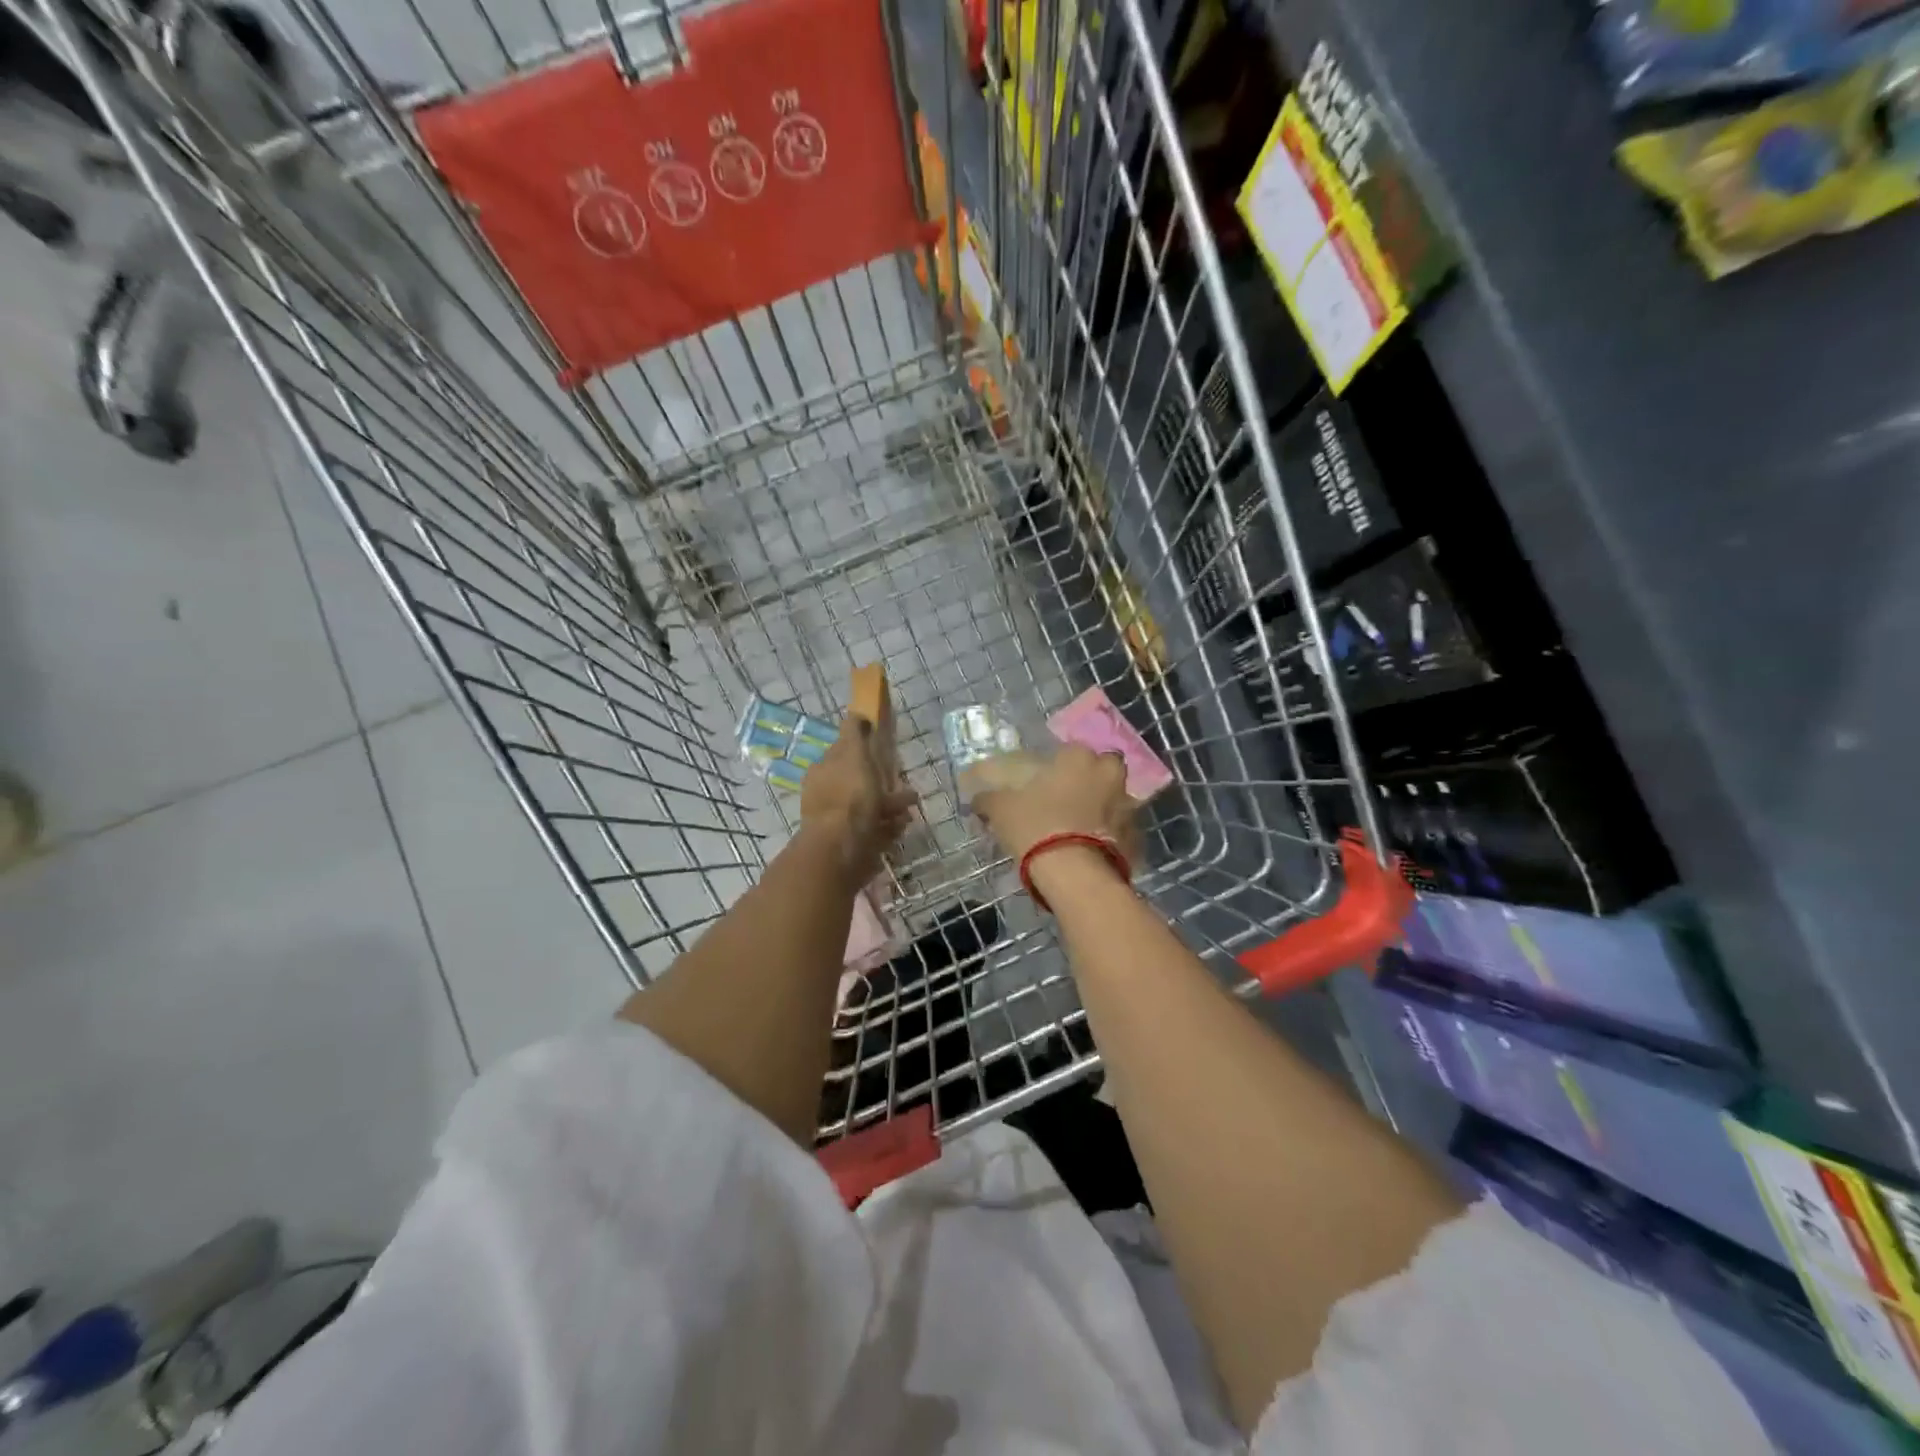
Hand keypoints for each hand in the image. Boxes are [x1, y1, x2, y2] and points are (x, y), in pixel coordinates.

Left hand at [801, 716, 915, 880]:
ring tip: (910, 810)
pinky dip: (888, 826)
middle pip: (857, 782)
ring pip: (868, 807)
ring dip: (889, 805)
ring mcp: (838, 821)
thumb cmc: (849, 796)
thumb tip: (856, 713)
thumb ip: (854, 733)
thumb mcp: (852, 754)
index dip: (862, 749)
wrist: (842, 849)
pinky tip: (901, 826)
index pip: (843, 753)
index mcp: (823, 771)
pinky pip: (874, 829)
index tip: (883, 749)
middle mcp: (827, 795)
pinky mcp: (851, 844)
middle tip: (903, 783)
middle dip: (881, 781)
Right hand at [973, 743, 1139, 869]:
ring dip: (1103, 806)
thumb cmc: (1036, 827)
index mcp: (1079, 758)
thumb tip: (977, 797)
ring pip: (1115, 798)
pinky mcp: (1137, 835)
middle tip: (1069, 799)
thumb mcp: (1001, 810)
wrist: (1073, 873)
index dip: (1059, 767)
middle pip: (1102, 769)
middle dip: (1091, 780)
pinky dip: (1111, 834)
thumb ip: (990, 798)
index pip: (1071, 751)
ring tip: (1081, 827)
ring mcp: (1127, 805)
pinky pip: (1122, 828)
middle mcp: (1108, 774)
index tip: (1047, 782)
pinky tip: (1093, 848)